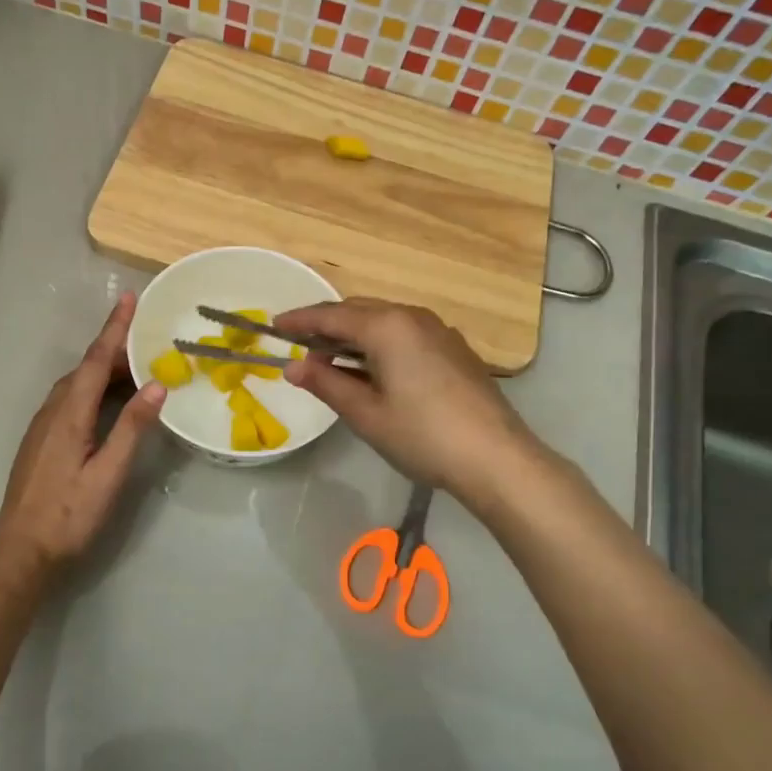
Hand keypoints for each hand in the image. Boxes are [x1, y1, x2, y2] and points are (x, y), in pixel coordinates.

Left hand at [0, 292, 165, 577]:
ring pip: (77, 385)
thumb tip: (157, 384)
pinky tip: (108, 402)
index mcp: (70, 413)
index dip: (114, 328)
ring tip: (136, 368)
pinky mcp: (41, 441)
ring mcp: (43, 426)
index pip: (97, 360)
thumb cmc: (69, 515)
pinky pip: (70, 399)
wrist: (20, 552)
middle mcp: (53, 411)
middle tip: (148, 339)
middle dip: (115, 348)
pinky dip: (94, 389)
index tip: (129, 298)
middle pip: (87, 368)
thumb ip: (132, 428)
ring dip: (105, 370)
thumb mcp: (108, 474)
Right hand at [280, 298, 543, 500]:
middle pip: (358, 312)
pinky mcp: (454, 349)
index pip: (331, 315)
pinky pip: (405, 334)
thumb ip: (326, 384)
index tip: (274, 326)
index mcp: (387, 326)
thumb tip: (292, 367)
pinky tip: (373, 370)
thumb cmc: (423, 436)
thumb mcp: (365, 414)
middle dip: (326, 327)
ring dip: (353, 336)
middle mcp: (413, 317)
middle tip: (300, 348)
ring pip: (383, 321)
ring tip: (331, 362)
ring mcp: (438, 331)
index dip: (299, 321)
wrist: (497, 458)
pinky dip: (380, 344)